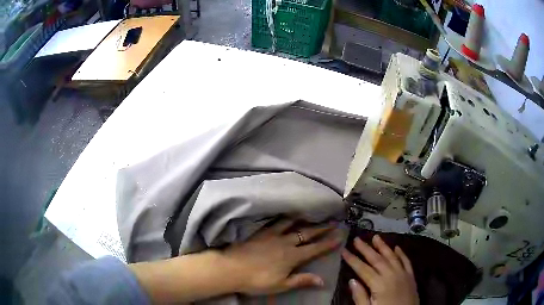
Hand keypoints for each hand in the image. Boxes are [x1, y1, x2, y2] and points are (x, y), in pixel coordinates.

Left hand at [221, 219, 342, 294]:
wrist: (231, 268)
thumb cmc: (257, 280)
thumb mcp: (281, 285)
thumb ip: (302, 280)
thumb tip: (322, 280)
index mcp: (292, 256)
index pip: (315, 248)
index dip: (328, 242)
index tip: (340, 235)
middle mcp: (285, 242)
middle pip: (307, 233)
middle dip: (322, 228)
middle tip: (333, 222)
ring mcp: (272, 235)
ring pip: (292, 224)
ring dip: (304, 220)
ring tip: (311, 214)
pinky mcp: (260, 232)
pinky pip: (275, 222)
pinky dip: (284, 218)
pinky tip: (285, 216)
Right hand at [341, 235, 418, 304]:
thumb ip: (360, 296)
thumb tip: (352, 281)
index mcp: (379, 284)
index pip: (363, 269)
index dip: (352, 259)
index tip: (344, 250)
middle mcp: (392, 275)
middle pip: (377, 259)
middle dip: (366, 249)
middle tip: (357, 239)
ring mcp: (403, 274)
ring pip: (392, 256)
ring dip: (383, 246)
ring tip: (375, 237)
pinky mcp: (411, 277)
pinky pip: (406, 261)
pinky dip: (401, 253)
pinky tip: (396, 247)